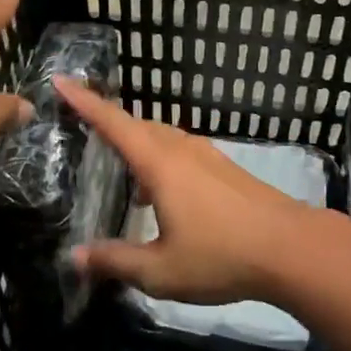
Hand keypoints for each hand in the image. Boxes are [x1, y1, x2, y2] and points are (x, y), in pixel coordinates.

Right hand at [55, 78, 319, 305]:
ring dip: (134, 141)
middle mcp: (180, 149)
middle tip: (80, 122)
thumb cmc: (221, 256)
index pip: (112, 123)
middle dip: (106, 120)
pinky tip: (156, 192)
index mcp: (159, 164)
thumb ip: (116, 261)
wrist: (290, 248)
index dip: (83, 101)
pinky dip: (156, 157)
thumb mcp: (161, 271)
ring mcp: (206, 155)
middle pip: (136, 125)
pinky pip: (178, 151)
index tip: (59, 80)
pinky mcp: (223, 168)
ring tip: (115, 162)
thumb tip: (74, 257)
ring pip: (160, 137)